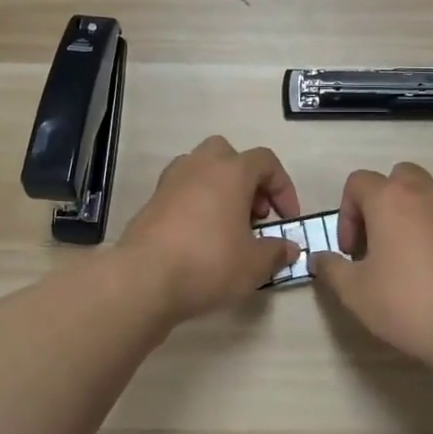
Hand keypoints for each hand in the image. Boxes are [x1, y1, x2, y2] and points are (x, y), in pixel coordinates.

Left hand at [119, 136, 302, 322]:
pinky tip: (200, 238)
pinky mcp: (150, 203)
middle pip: (228, 155)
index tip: (287, 218)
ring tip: (227, 226)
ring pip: (200, 170)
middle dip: (246, 180)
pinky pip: (181, 192)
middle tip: (254, 214)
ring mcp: (170, 182)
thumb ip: (276, 252)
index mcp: (231, 171)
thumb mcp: (254, 264)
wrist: (143, 278)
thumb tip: (289, 248)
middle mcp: (199, 166)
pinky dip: (195, 206)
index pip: (266, 161)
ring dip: (218, 190)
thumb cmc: (209, 262)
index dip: (283, 187)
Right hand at [310, 162, 432, 363]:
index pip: (358, 182)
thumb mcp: (355, 292)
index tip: (352, 250)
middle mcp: (428, 194)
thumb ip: (331, 269)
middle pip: (399, 177)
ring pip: (431, 198)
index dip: (347, 213)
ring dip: (415, 217)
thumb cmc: (408, 303)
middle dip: (384, 203)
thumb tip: (319, 258)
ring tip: (412, 261)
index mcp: (391, 199)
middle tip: (380, 242)